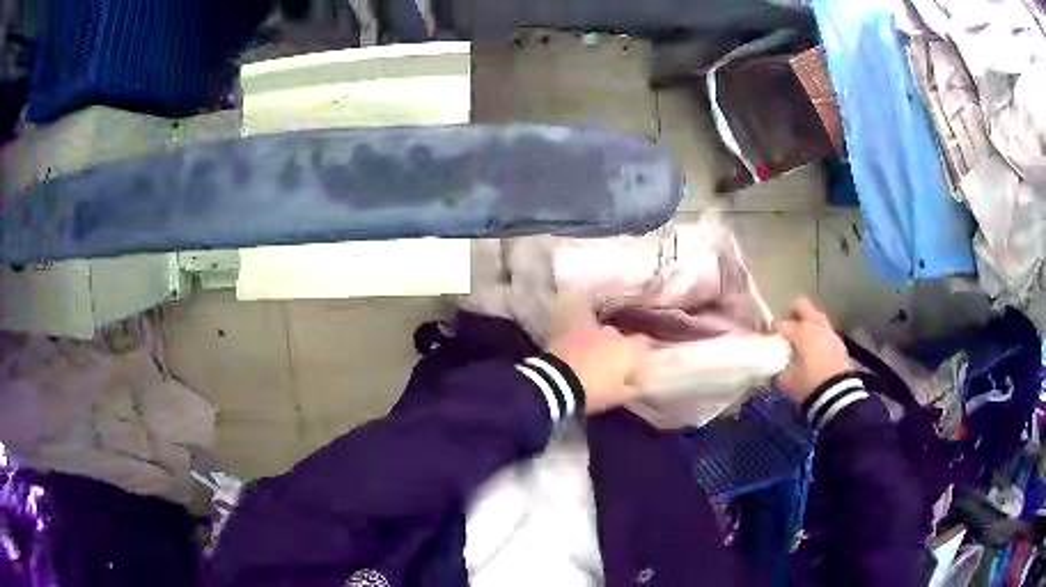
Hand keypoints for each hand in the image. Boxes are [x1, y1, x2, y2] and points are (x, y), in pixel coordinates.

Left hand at [550, 326, 648, 414]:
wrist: (557, 382)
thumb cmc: (595, 390)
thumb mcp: (619, 396)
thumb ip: (635, 390)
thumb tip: (644, 387)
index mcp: (628, 348)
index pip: (643, 342)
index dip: (644, 349)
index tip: (642, 359)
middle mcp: (612, 335)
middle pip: (621, 338)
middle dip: (620, 348)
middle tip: (617, 363)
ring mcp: (590, 332)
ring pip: (601, 336)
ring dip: (601, 345)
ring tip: (596, 360)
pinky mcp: (571, 334)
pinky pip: (583, 338)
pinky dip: (584, 346)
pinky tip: (579, 357)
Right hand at [774, 297, 849, 403]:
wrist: (835, 394)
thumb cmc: (807, 384)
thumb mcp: (784, 380)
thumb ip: (774, 366)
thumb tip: (769, 362)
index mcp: (800, 331)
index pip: (779, 324)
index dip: (770, 332)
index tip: (767, 342)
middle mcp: (814, 325)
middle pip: (801, 304)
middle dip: (791, 313)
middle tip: (787, 329)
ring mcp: (828, 331)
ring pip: (816, 315)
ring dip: (807, 322)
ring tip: (802, 338)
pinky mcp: (838, 341)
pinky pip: (825, 330)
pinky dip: (818, 334)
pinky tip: (816, 349)